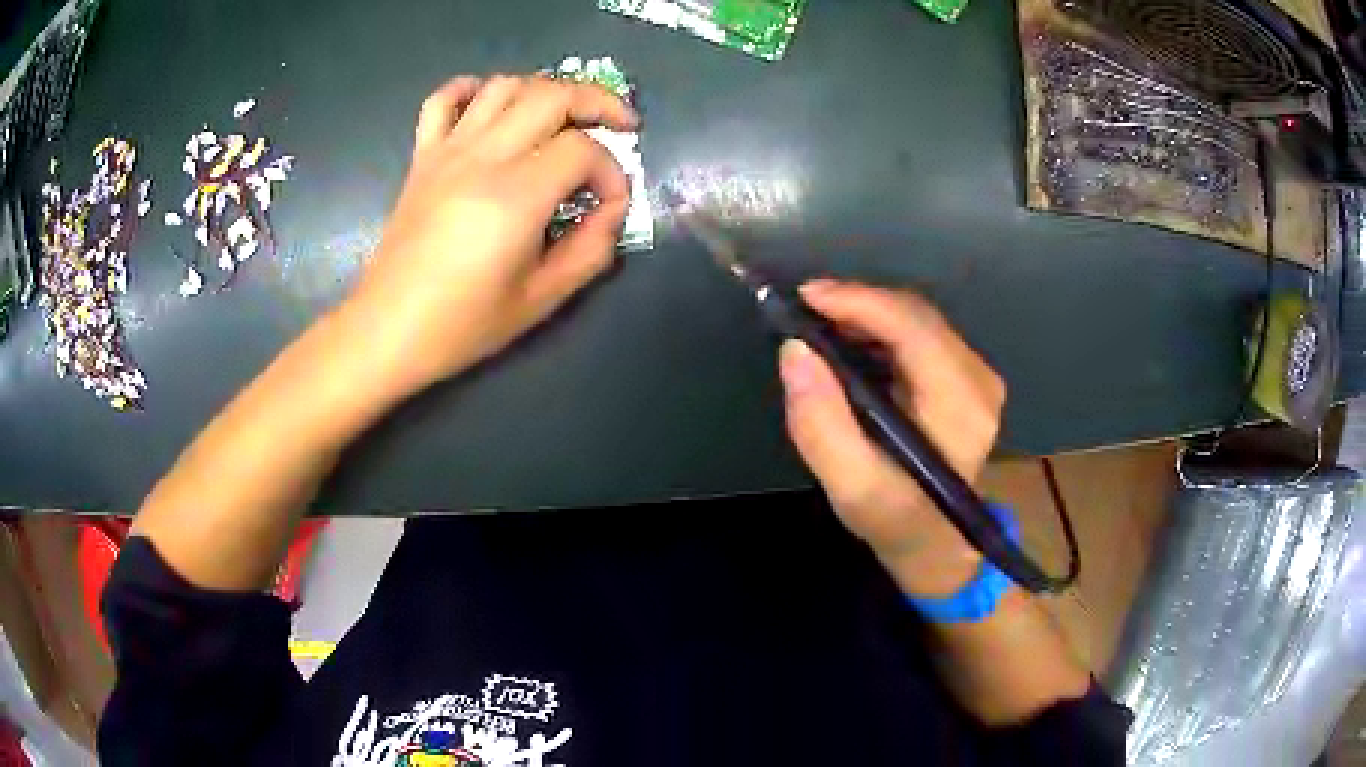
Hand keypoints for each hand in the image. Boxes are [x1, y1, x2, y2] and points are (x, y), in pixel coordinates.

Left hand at [344, 74, 638, 399]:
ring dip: (544, 89)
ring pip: (504, 86)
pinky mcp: (422, 157)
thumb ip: (590, 249)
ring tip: (563, 115)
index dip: (611, 171)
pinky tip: (491, 104)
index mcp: (515, 197)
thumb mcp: (541, 299)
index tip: (611, 203)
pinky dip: (471, 88)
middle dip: (597, 101)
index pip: (582, 150)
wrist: (389, 330)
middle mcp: (483, 158)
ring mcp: (447, 151)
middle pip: (551, 95)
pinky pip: (442, 99)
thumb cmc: (463, 323)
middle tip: (620, 123)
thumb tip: (612, 210)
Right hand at [777, 280, 1005, 596]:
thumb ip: (820, 425)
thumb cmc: (894, 520)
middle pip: (915, 315)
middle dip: (857, 303)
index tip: (805, 296)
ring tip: (819, 326)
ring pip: (917, 318)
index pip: (914, 328)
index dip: (859, 301)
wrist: (936, 542)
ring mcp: (978, 375)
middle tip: (803, 312)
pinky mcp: (968, 375)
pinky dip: (881, 328)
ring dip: (866, 314)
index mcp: (960, 407)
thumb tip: (795, 350)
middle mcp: (979, 380)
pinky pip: (920, 332)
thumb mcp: (851, 487)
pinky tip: (849, 342)